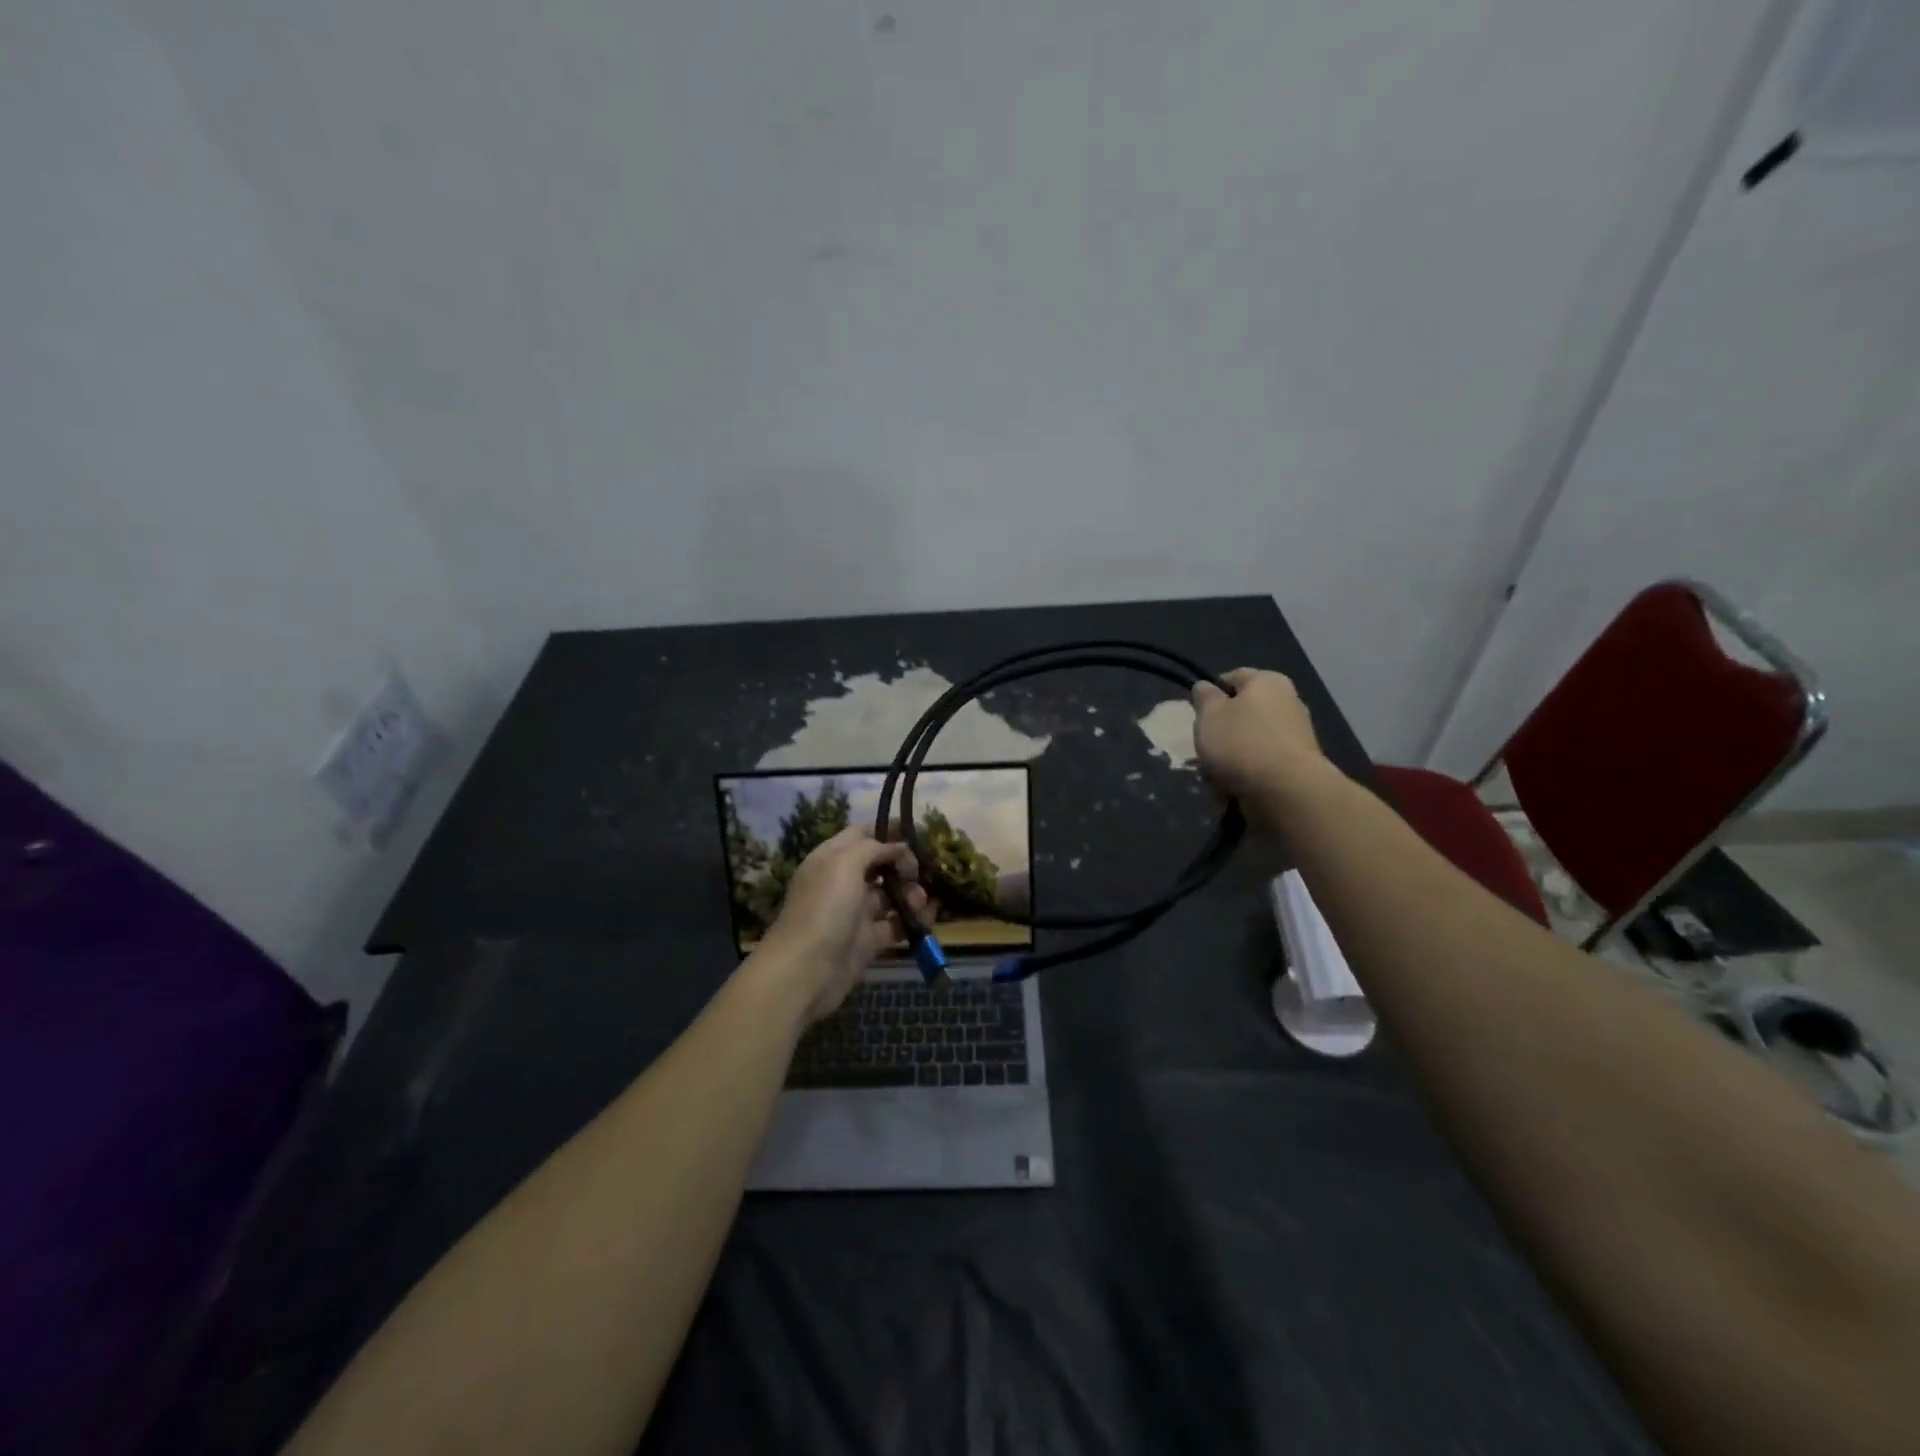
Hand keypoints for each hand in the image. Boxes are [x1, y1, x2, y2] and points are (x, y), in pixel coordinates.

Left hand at [748, 828, 929, 1024]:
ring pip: (890, 895)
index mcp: (831, 858)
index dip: (887, 831)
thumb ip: (874, 848)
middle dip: (904, 866)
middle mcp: (842, 882)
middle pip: (880, 865)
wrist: (806, 970)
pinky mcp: (867, 941)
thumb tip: (899, 848)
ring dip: (910, 894)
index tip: (915, 834)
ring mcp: (855, 913)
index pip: (861, 834)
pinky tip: (925, 919)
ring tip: (920, 902)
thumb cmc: (824, 908)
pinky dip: (912, 921)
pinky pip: (895, 924)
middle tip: (920, 874)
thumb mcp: (844, 864)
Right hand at [1190, 668, 1329, 806]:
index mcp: (1267, 682)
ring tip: (1215, 778)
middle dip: (1220, 734)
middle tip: (1204, 750)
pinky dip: (1245, 775)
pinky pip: (1261, 764)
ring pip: (1248, 742)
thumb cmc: (1240, 743)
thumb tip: (1206, 685)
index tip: (1198, 715)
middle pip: (1241, 714)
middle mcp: (1287, 702)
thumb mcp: (1209, 715)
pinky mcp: (1297, 765)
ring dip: (1229, 759)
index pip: (1233, 677)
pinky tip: (1232, 790)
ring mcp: (1295, 735)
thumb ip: (1204, 698)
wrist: (1286, 791)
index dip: (1211, 693)